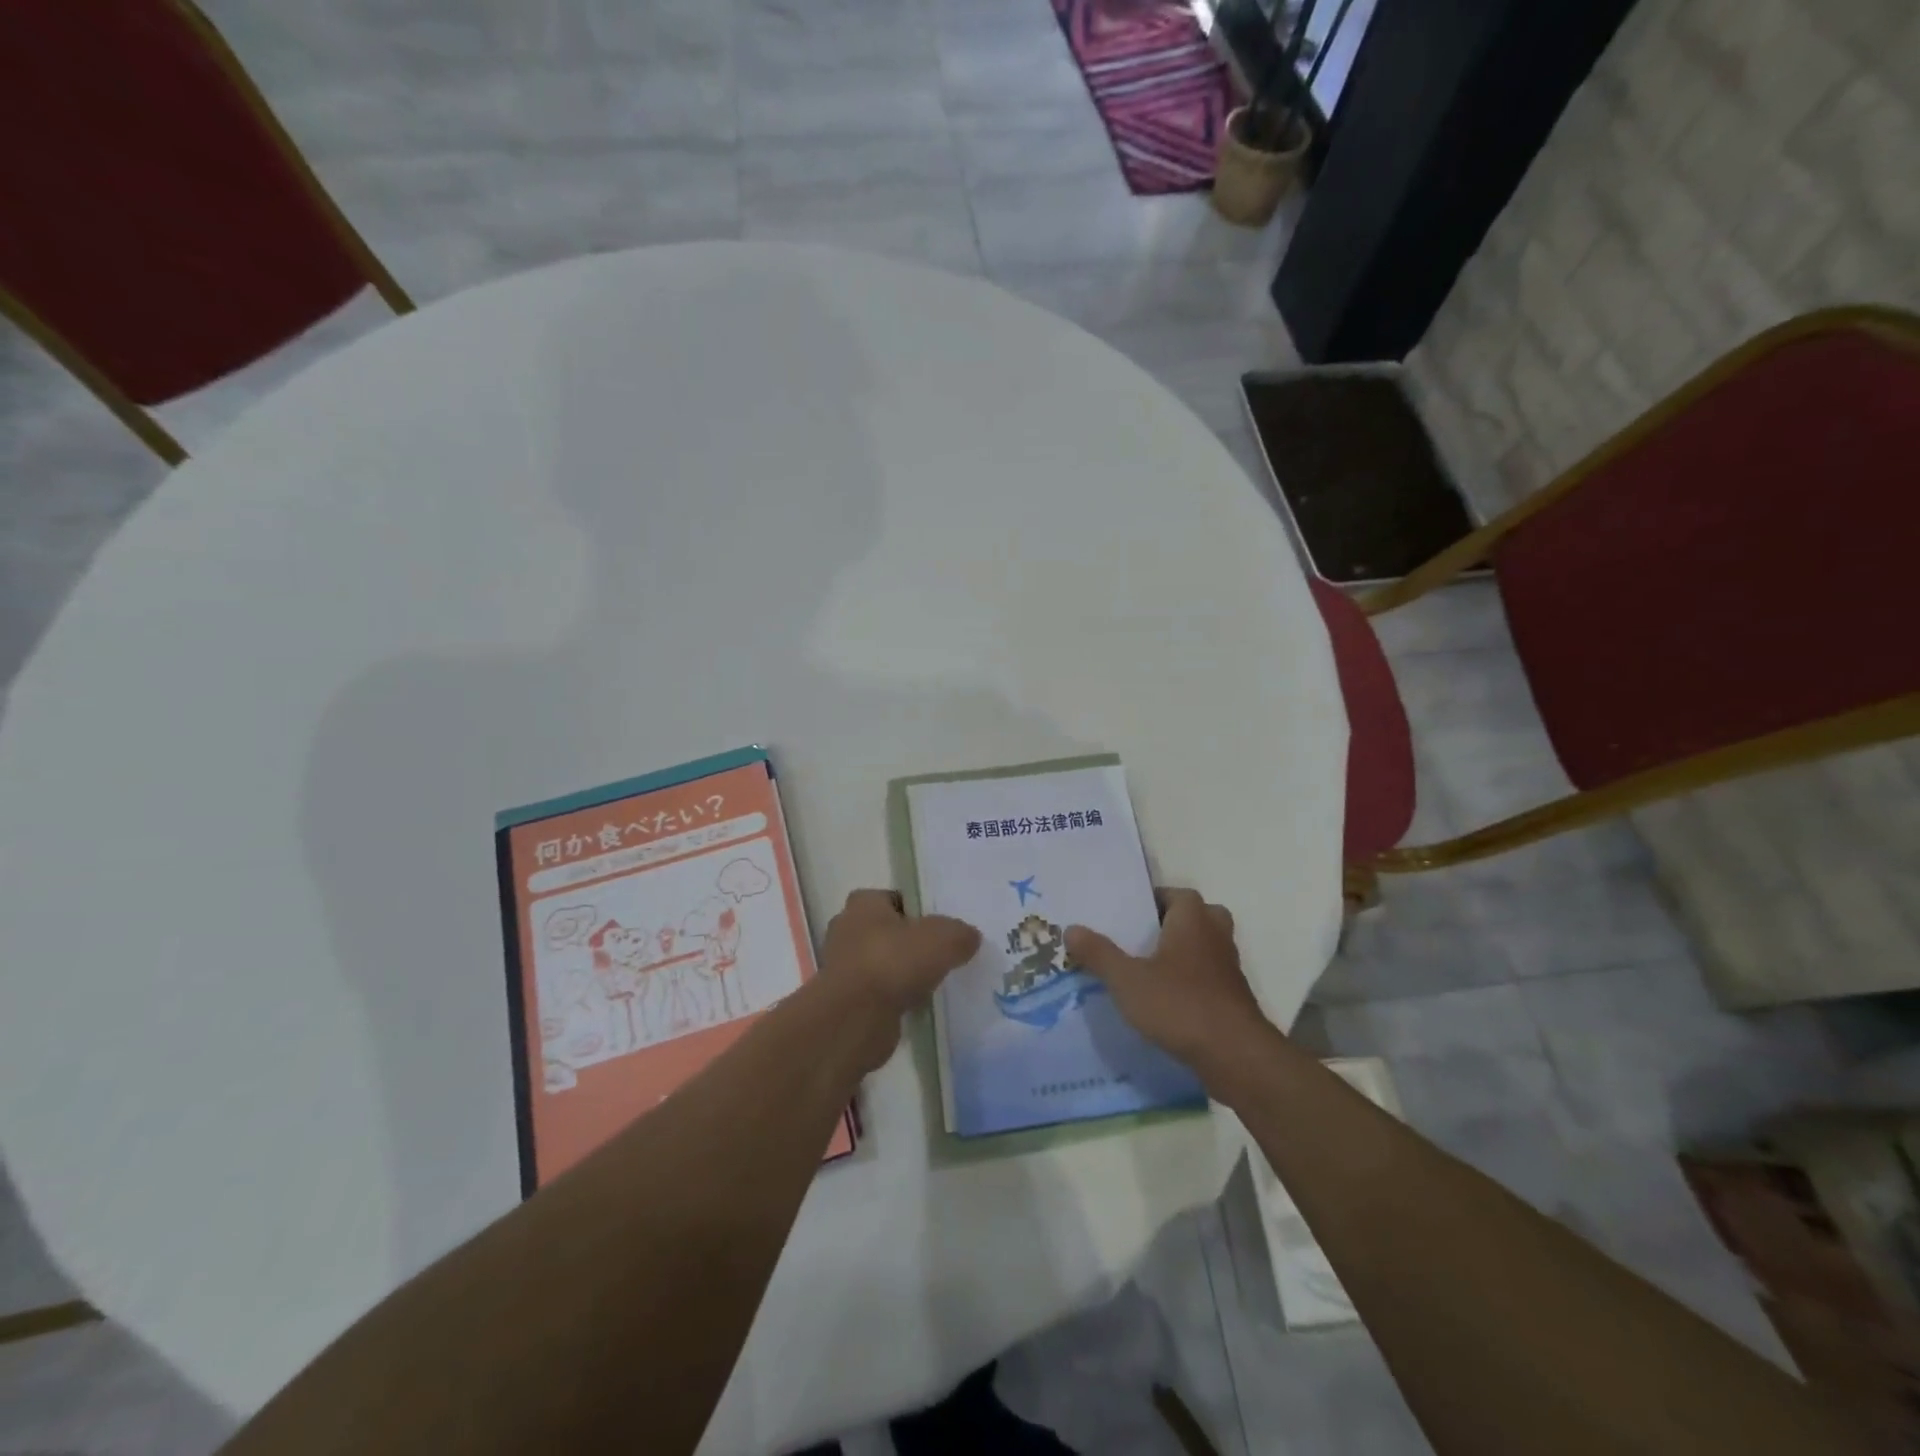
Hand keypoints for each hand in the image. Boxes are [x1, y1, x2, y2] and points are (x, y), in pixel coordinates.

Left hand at [818, 890, 980, 1072]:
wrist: (854, 1019)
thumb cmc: (894, 962)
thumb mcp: (943, 938)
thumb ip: (960, 933)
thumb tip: (969, 937)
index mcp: (863, 904)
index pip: (893, 898)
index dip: (916, 910)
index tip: (939, 928)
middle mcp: (846, 930)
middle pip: (887, 931)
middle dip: (908, 943)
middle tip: (938, 956)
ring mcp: (842, 967)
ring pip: (882, 964)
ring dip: (901, 974)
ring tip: (932, 984)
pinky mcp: (845, 1000)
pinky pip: (878, 993)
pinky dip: (894, 999)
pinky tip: (916, 1007)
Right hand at [1065, 889, 1275, 1091]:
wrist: (1235, 1056)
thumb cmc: (1180, 1004)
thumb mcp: (1127, 979)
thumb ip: (1099, 953)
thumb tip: (1071, 929)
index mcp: (1193, 919)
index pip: (1175, 894)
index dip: (1152, 900)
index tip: (1127, 914)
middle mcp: (1216, 935)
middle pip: (1195, 917)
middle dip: (1170, 924)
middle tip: (1139, 938)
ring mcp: (1229, 968)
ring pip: (1204, 947)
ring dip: (1181, 954)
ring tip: (1146, 969)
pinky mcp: (1234, 998)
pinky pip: (1208, 977)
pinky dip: (1191, 981)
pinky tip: (1165, 1001)